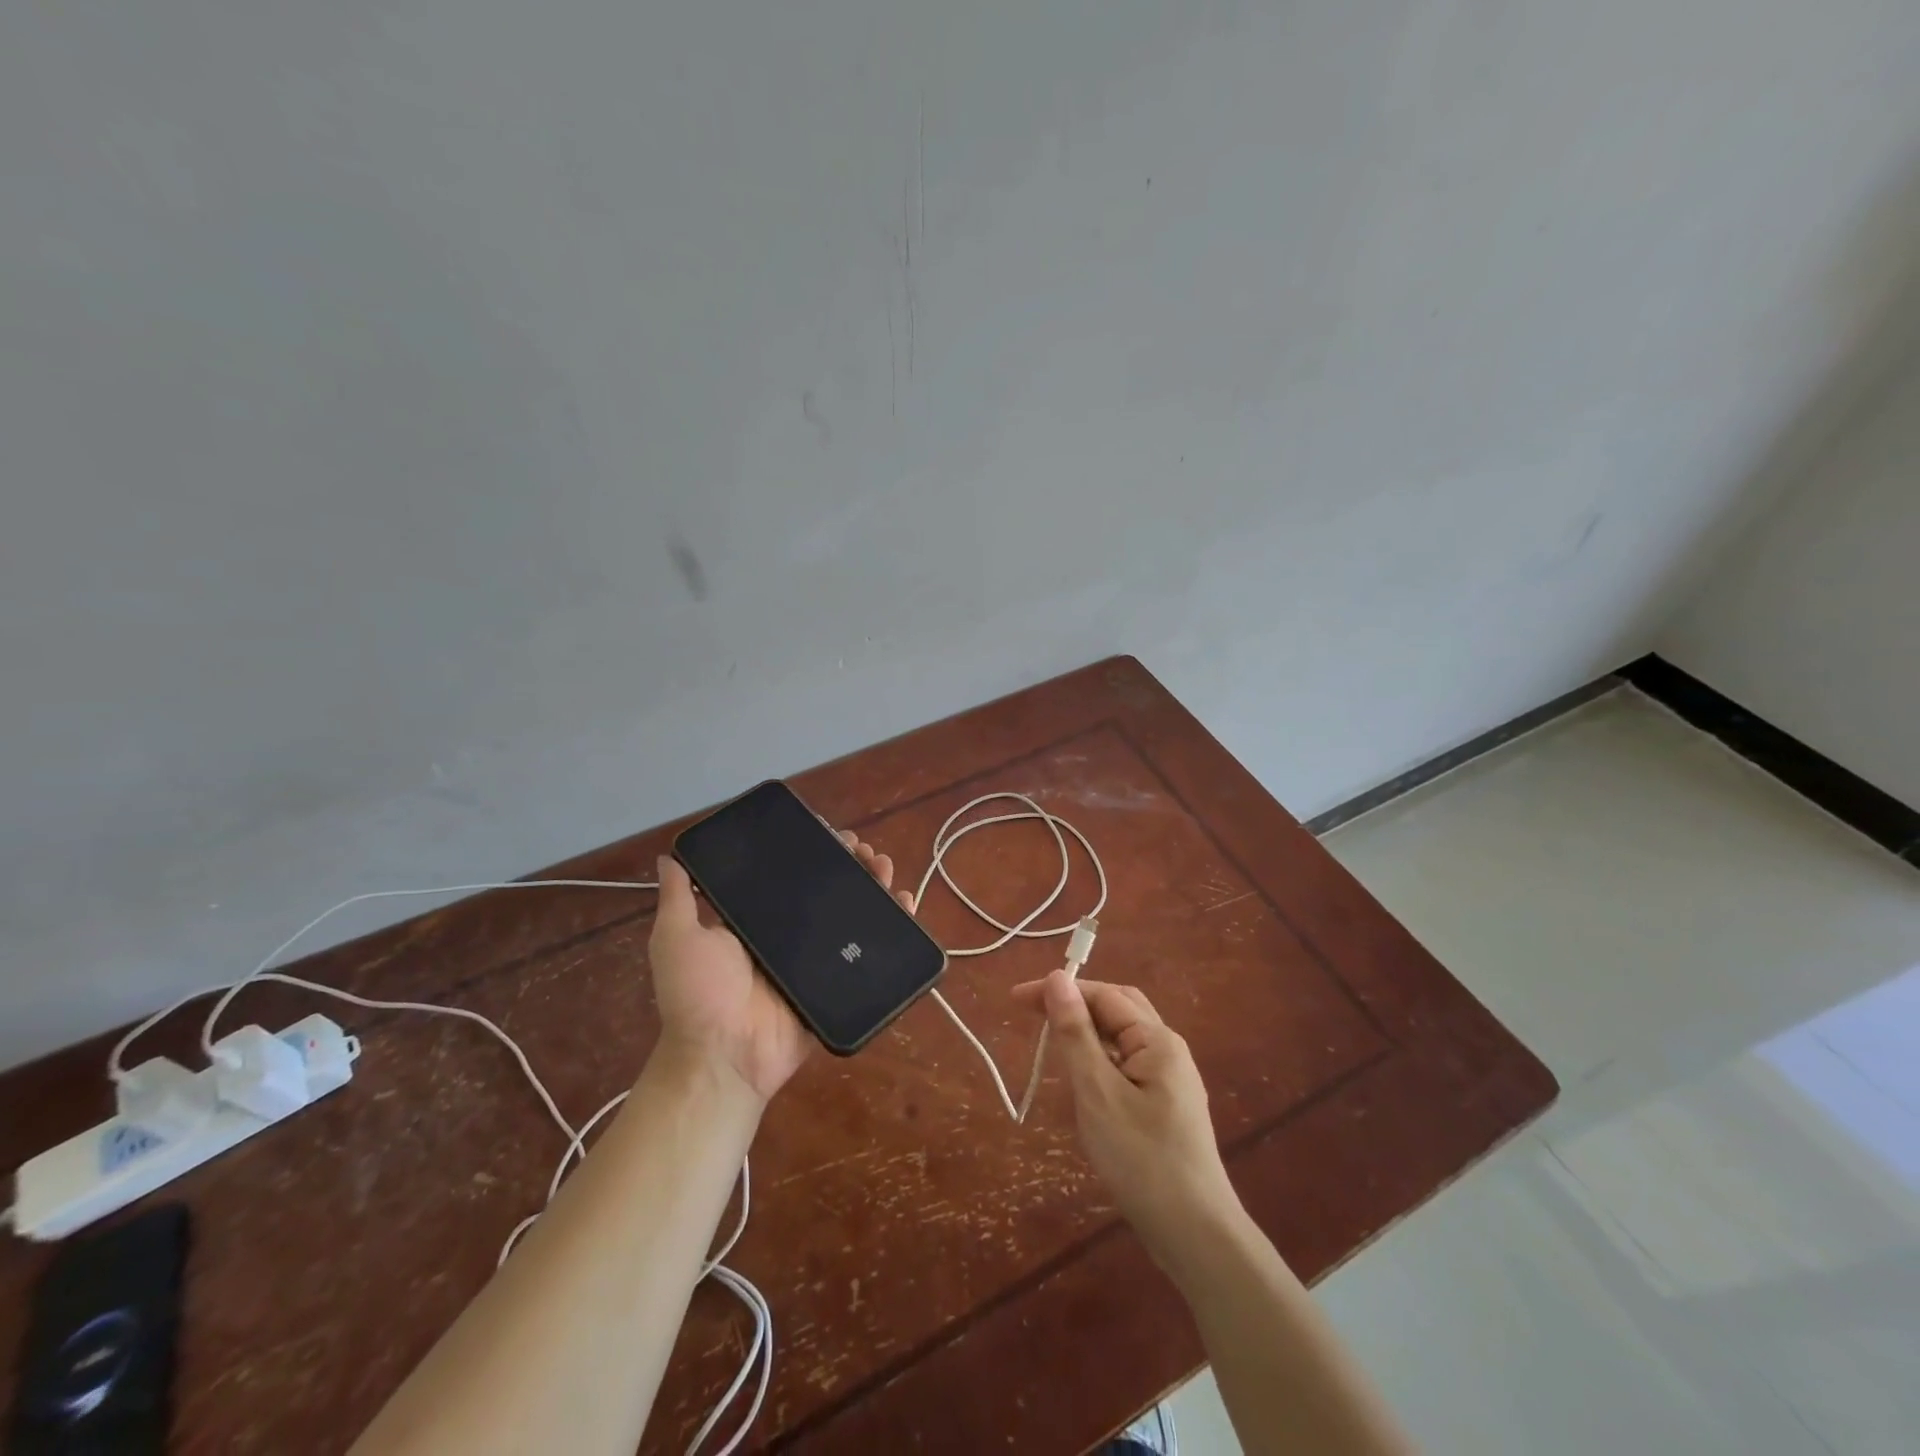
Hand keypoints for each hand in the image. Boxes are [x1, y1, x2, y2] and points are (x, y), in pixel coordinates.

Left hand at [648, 834, 912, 1102]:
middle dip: (848, 863)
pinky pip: (870, 953)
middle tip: (860, 847)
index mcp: (758, 921)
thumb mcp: (677, 938)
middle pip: (828, 891)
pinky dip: (892, 925)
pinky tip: (903, 900)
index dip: (811, 852)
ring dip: (872, 884)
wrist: (724, 1056)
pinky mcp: (838, 983)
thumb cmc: (698, 994)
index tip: (826, 830)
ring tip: (881, 864)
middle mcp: (791, 936)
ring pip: (853, 914)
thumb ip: (677, 898)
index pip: (790, 876)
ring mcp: (817, 961)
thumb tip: (669, 855)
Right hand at [1012, 971, 1239, 1269]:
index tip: (1016, 1000)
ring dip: (1086, 1031)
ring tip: (1051, 1042)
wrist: (1196, 1236)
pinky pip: (1128, 1064)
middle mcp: (1168, 1050)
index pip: (1103, 995)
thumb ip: (1076, 1034)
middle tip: (1032, 1013)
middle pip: (1117, 1008)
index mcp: (1157, 1040)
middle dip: (1075, 1004)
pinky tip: (1083, 1081)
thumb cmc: (1142, 1159)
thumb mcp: (1098, 1093)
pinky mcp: (1166, 1107)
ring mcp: (1170, 1080)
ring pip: (1122, 1038)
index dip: (1060, 991)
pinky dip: (1099, 1059)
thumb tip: (1056, 979)